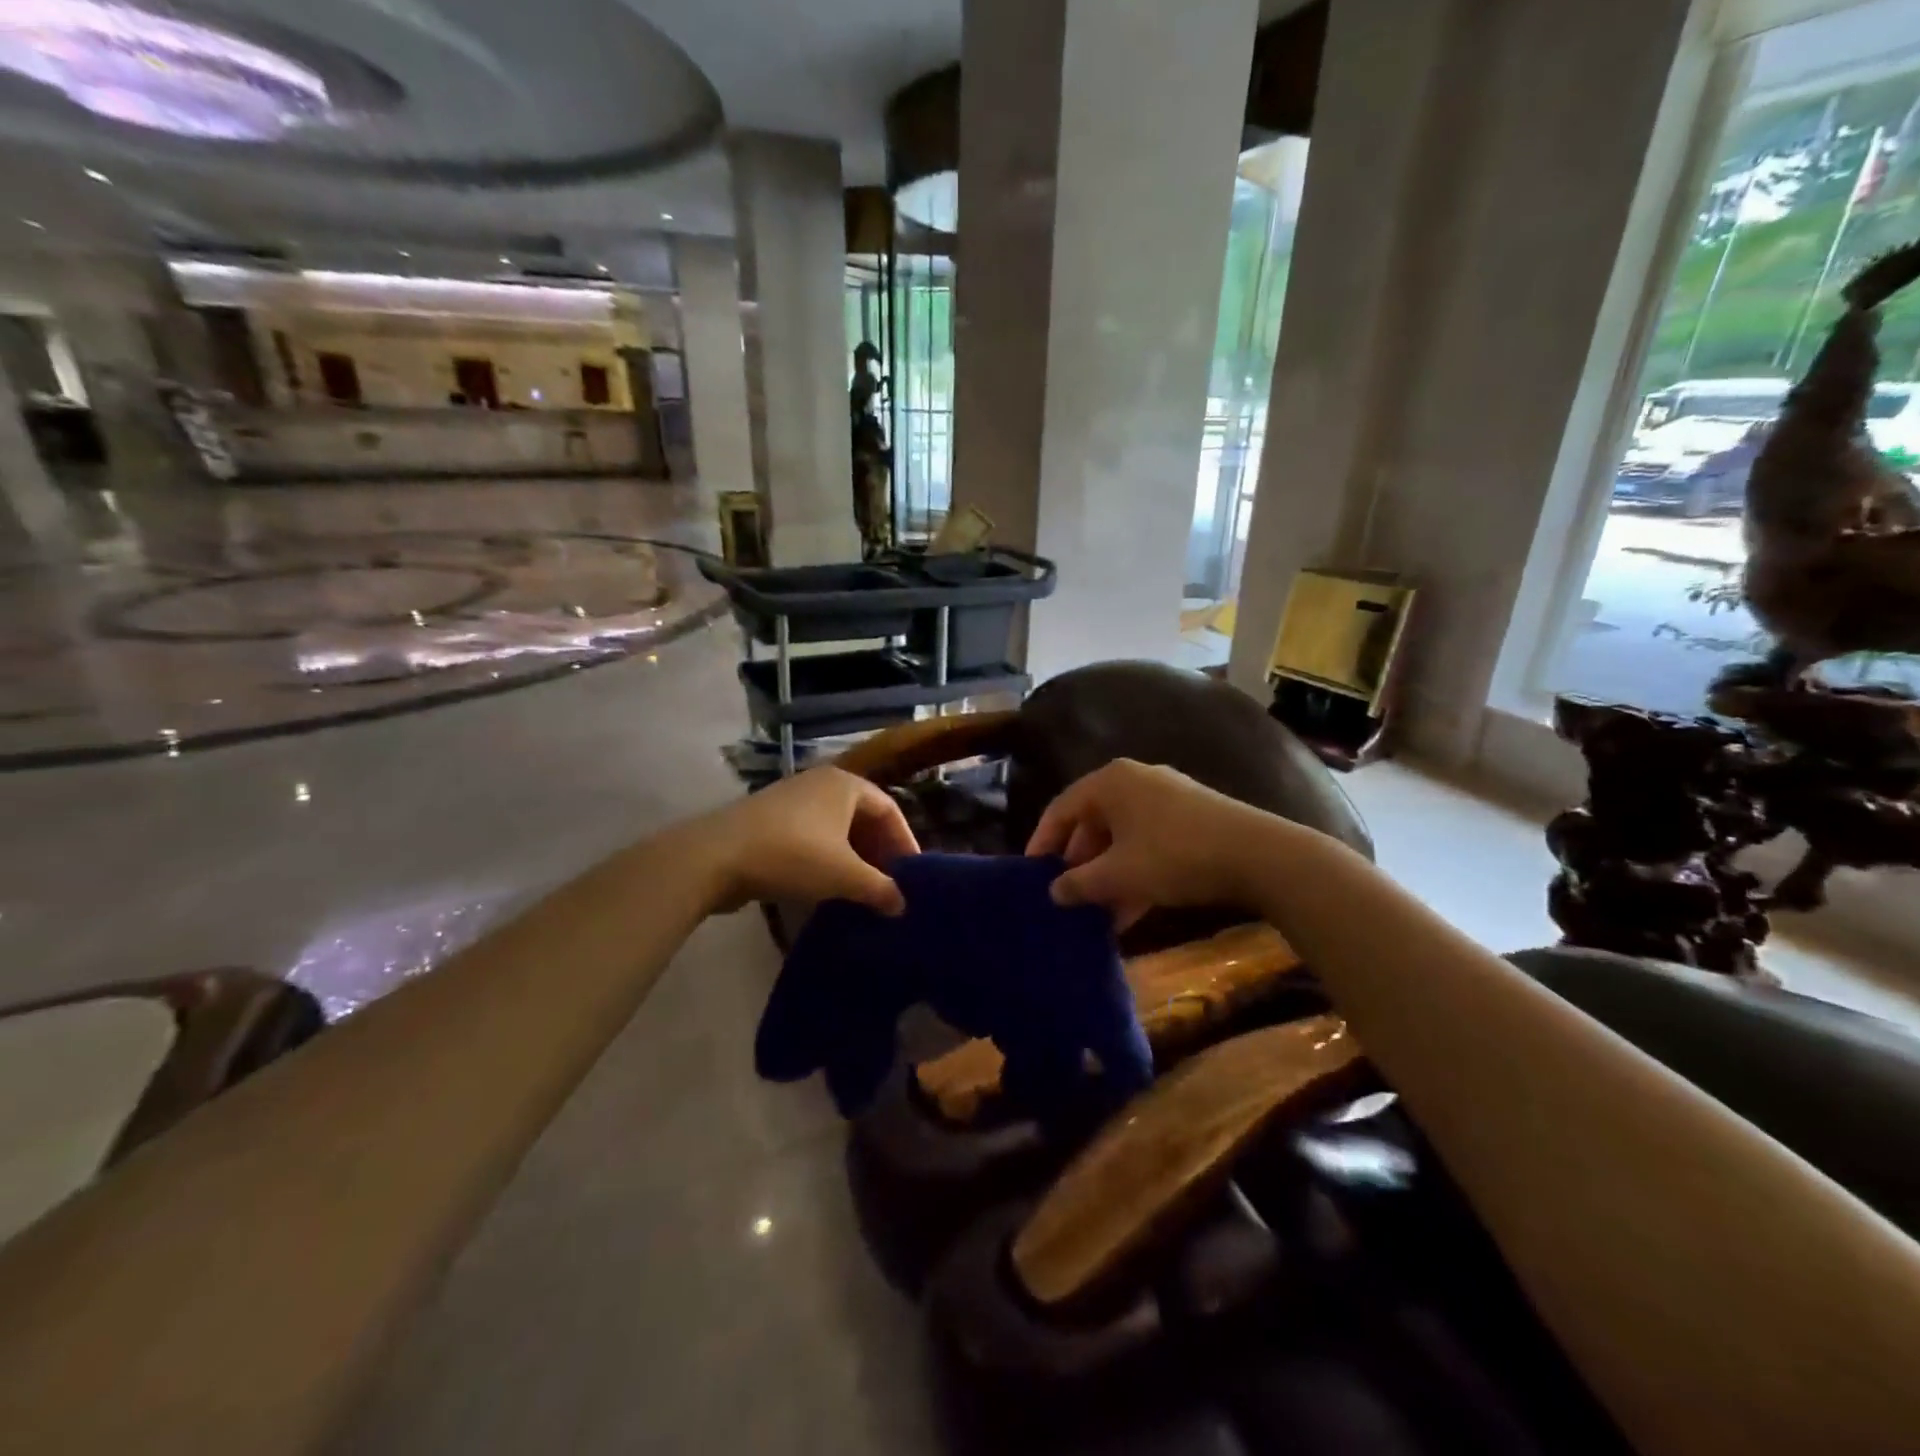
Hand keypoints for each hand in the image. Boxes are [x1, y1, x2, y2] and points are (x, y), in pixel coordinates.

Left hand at [683, 766, 919, 916]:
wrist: (715, 856)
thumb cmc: (792, 855)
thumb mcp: (844, 875)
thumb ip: (879, 889)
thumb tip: (902, 905)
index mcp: (845, 784)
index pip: (889, 809)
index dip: (905, 841)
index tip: (912, 873)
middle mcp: (820, 783)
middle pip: (862, 816)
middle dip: (878, 850)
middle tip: (889, 883)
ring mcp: (791, 800)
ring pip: (835, 828)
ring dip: (852, 857)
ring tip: (861, 888)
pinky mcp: (769, 821)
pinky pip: (811, 836)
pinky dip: (826, 858)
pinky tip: (826, 886)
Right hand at [1025, 760, 1271, 927]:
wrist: (1258, 855)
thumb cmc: (1174, 856)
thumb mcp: (1119, 875)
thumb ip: (1079, 883)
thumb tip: (1054, 892)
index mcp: (1110, 782)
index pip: (1061, 808)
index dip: (1043, 841)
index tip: (1032, 873)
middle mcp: (1135, 781)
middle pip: (1093, 822)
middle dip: (1079, 863)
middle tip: (1066, 894)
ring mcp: (1167, 798)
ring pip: (1122, 836)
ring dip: (1108, 874)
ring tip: (1097, 912)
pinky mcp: (1192, 817)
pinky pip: (1149, 842)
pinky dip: (1135, 872)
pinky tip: (1130, 911)